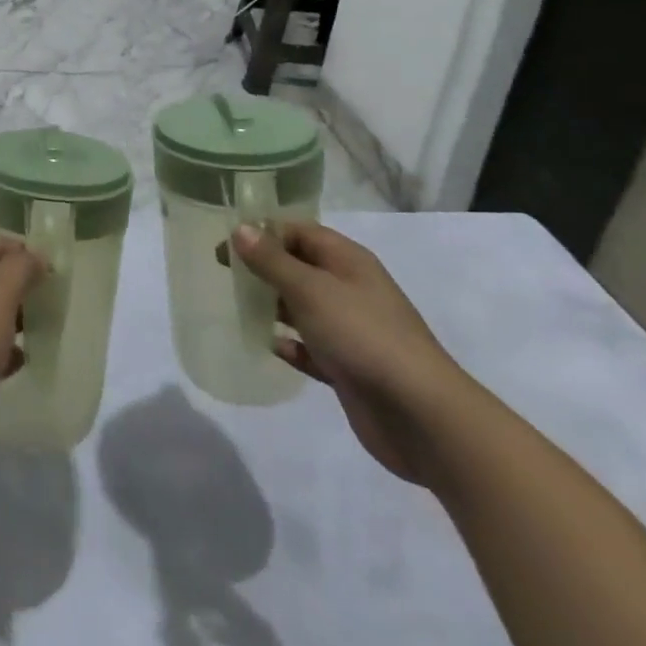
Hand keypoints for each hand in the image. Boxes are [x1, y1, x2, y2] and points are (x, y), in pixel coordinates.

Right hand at [228, 223, 472, 485]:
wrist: (421, 416)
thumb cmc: (363, 336)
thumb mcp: (311, 290)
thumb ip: (272, 260)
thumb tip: (239, 229)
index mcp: (347, 261)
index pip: (299, 231)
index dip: (262, 231)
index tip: (225, 240)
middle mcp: (349, 288)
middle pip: (298, 267)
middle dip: (263, 267)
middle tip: (224, 272)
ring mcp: (350, 329)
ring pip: (302, 307)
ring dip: (273, 305)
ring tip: (237, 305)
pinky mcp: (347, 367)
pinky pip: (311, 347)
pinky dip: (291, 345)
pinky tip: (270, 346)